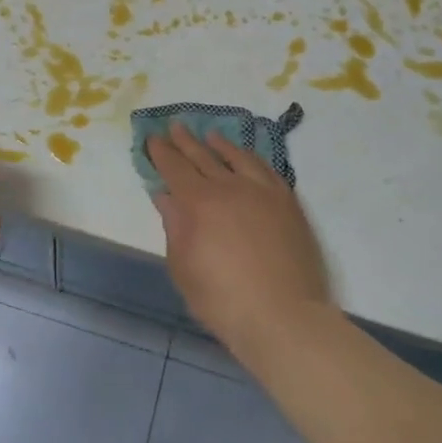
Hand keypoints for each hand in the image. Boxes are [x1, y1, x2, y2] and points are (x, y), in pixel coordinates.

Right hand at [148, 123, 331, 356]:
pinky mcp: (288, 204)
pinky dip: (253, 160)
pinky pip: (268, 170)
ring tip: (211, 136)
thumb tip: (166, 196)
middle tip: (176, 126)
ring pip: (238, 158)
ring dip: (221, 145)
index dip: (162, 153)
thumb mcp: (183, 267)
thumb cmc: (223, 299)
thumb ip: (174, 227)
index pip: (174, 168)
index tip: (153, 138)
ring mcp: (263, 192)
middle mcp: (230, 187)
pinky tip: (248, 159)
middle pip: (203, 157)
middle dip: (186, 141)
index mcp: (198, 202)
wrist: (283, 316)